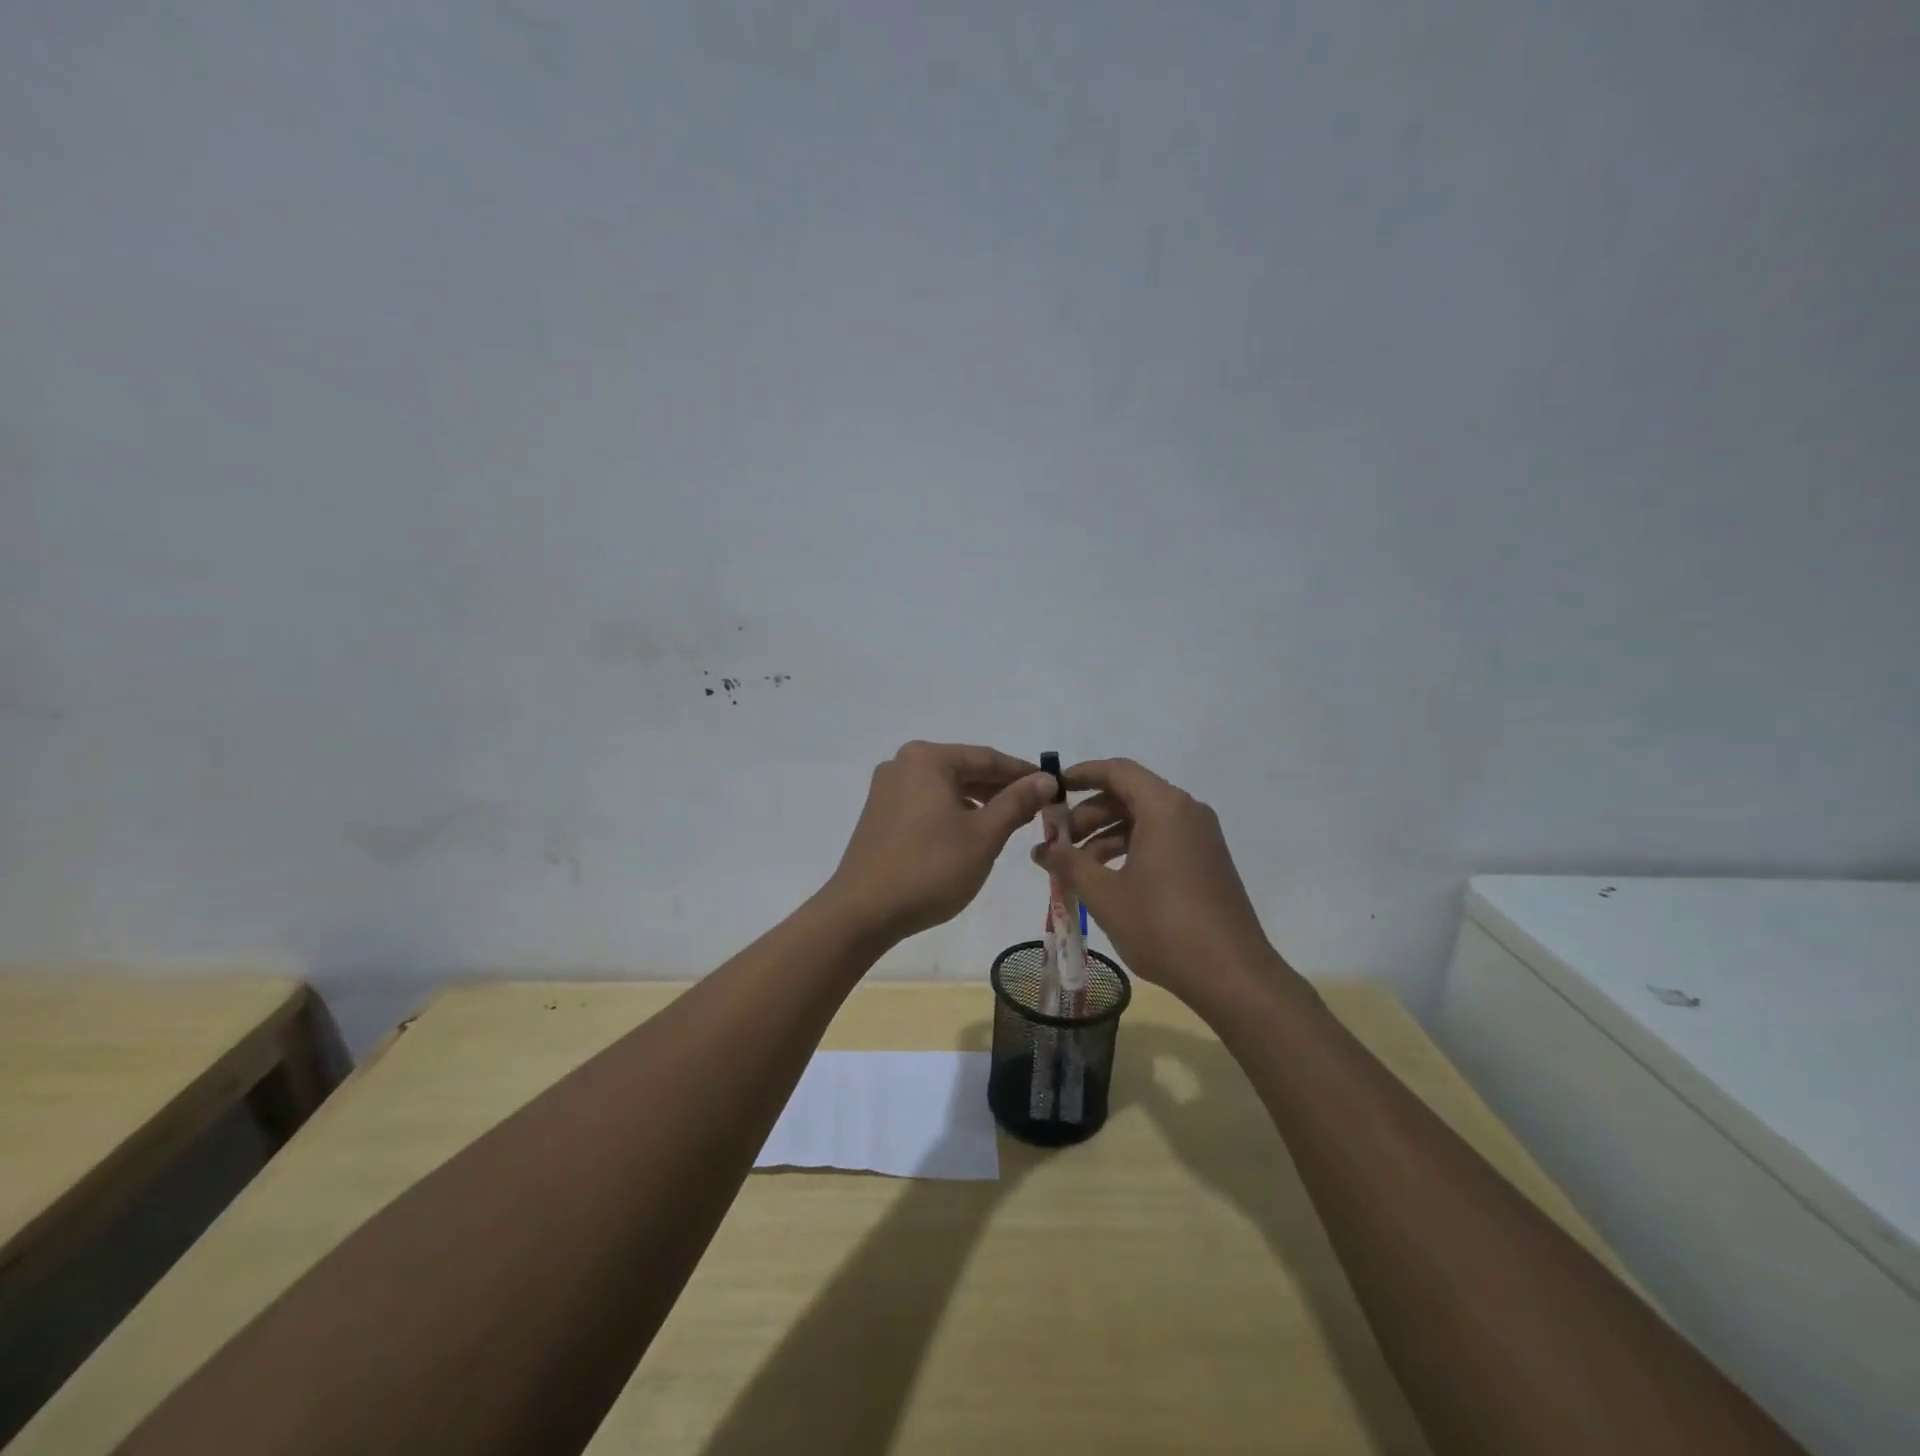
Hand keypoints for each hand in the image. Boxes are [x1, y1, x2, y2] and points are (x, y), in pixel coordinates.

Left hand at [826, 741, 1058, 941]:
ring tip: (1008, 822)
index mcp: (927, 759)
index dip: (1022, 773)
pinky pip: (926, 803)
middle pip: (964, 769)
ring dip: (978, 802)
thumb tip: (1046, 779)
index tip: (1052, 786)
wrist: (863, 911)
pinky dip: (952, 812)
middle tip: (1035, 808)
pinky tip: (970, 833)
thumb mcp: (983, 835)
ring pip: (945, 787)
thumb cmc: (930, 868)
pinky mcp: (879, 814)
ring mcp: (886, 789)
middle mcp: (903, 764)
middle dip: (1000, 788)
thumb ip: (1016, 803)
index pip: (987, 758)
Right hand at [1032, 757, 1295, 1007]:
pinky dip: (1130, 849)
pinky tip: (1108, 880)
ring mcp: (1201, 838)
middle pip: (1129, 794)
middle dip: (1088, 813)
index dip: (1080, 775)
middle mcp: (1187, 812)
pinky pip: (1161, 839)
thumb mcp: (1105, 895)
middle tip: (1058, 841)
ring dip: (1106, 834)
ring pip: (1144, 819)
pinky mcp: (1207, 862)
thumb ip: (1069, 863)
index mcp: (1164, 808)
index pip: (1117, 770)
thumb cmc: (1163, 927)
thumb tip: (1041, 848)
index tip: (1051, 790)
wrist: (1233, 976)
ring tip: (1077, 867)